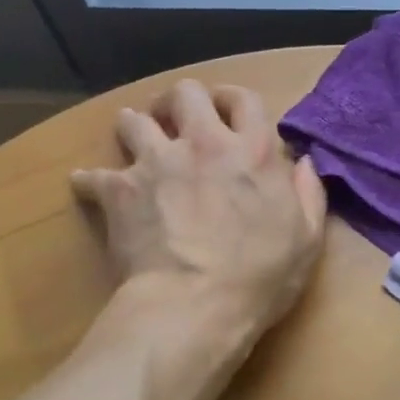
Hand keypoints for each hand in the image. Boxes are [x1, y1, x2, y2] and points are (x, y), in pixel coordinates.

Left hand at [72, 80, 326, 337]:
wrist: (194, 306)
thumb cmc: (259, 277)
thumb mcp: (307, 239)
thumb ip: (309, 194)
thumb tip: (303, 162)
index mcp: (252, 152)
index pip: (243, 99)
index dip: (233, 99)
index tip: (225, 109)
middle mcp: (202, 144)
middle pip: (185, 93)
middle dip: (178, 101)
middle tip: (176, 120)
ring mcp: (156, 163)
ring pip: (133, 120)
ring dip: (134, 127)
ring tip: (135, 142)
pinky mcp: (119, 190)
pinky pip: (92, 174)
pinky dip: (91, 181)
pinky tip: (91, 188)